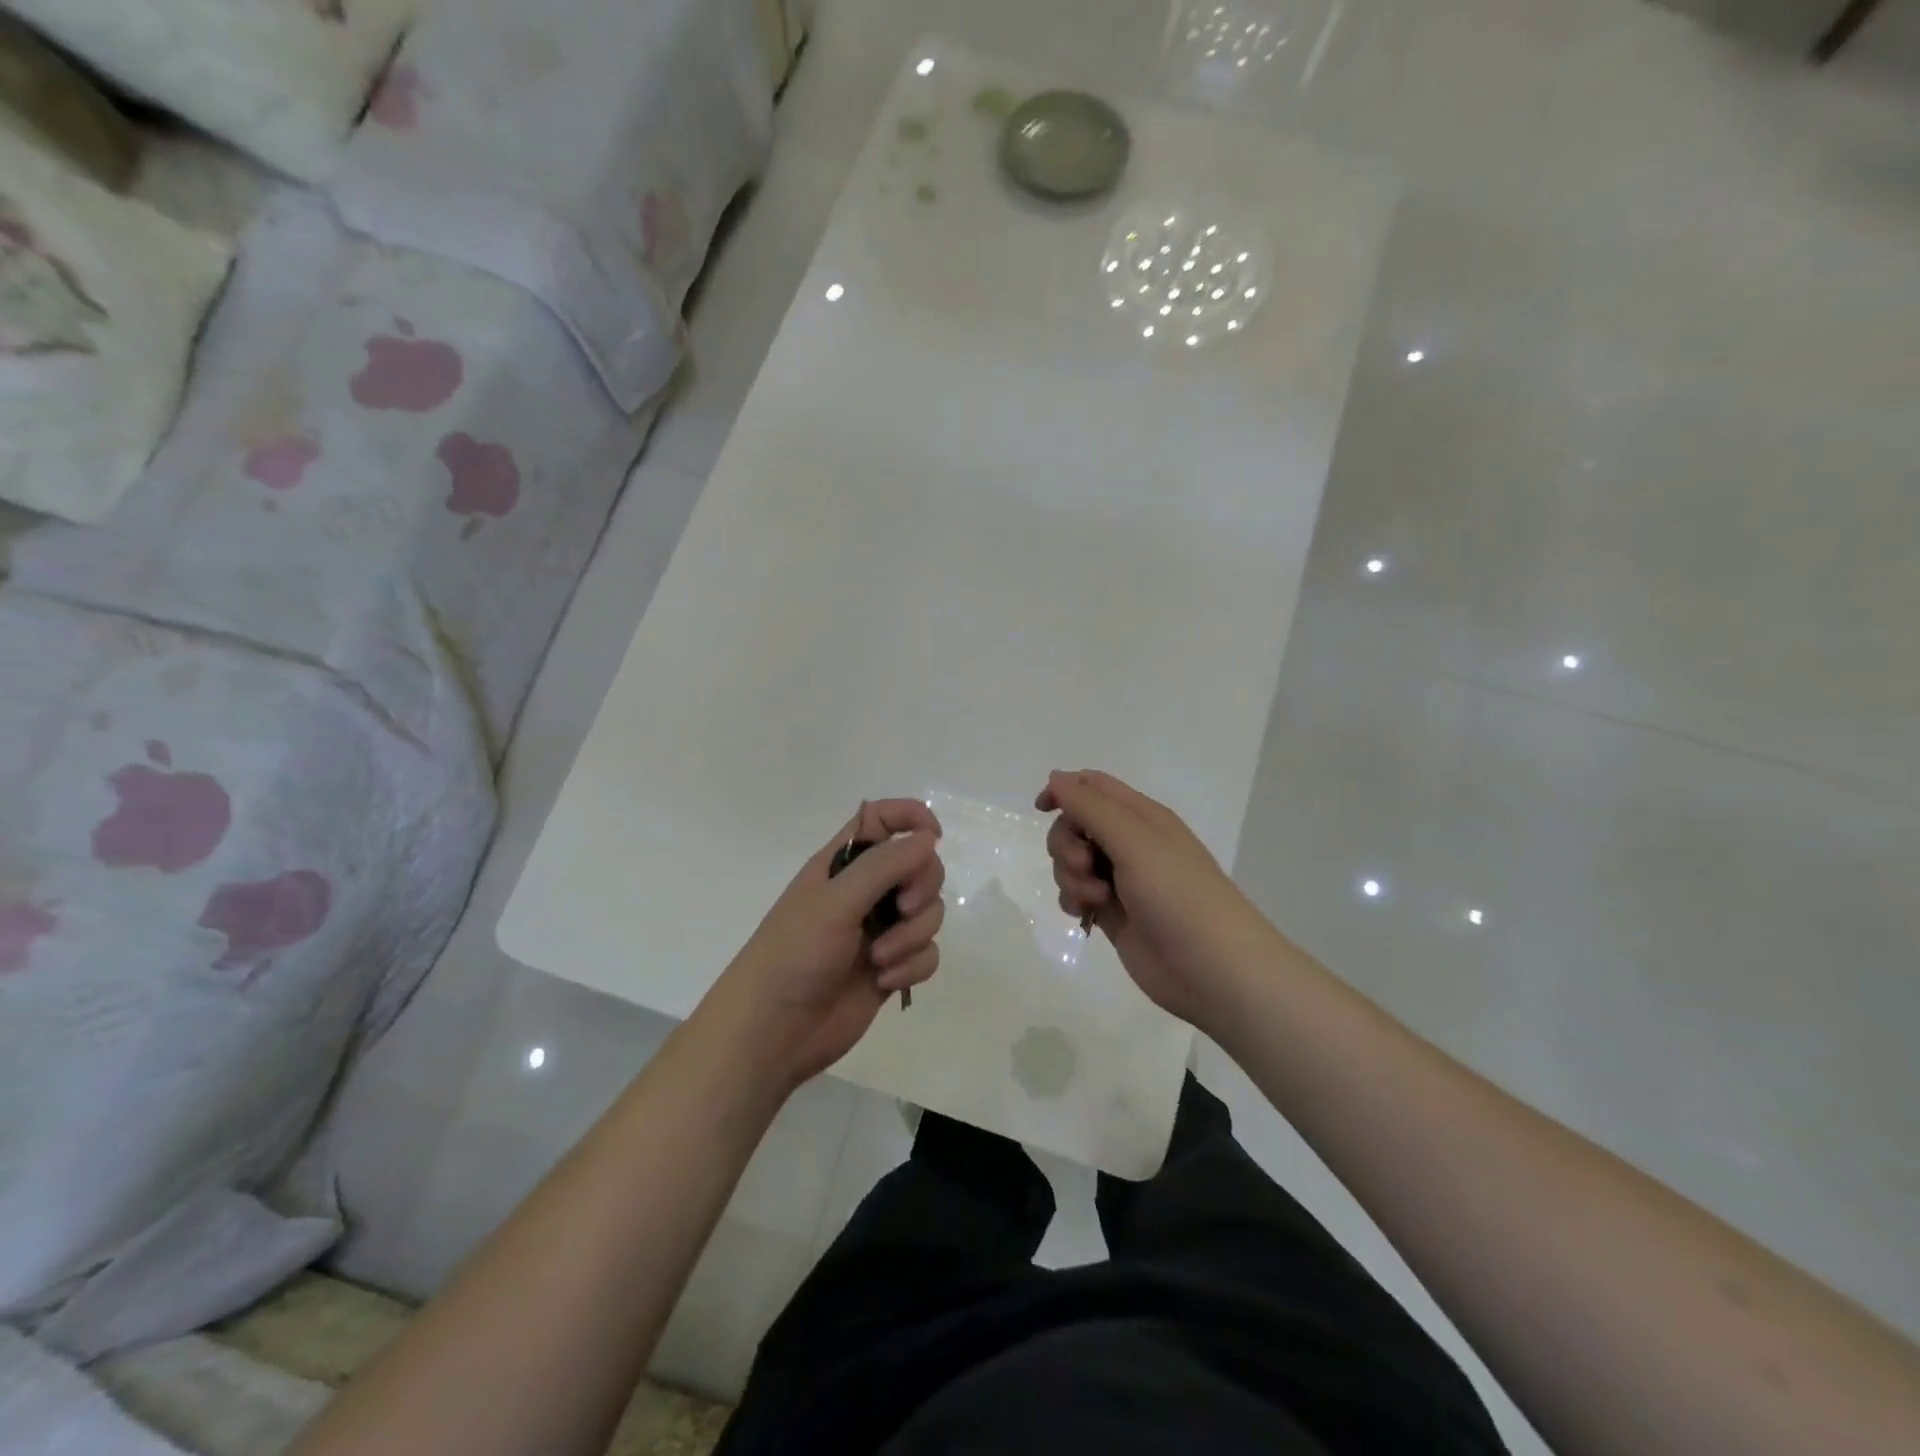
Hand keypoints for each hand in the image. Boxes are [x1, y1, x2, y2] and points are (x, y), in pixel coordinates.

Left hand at [709, 799, 944, 1087]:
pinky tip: (885, 981)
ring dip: (913, 935)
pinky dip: (913, 966)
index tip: (934, 838)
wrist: (772, 1033)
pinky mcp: (891, 966)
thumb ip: (884, 866)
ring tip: (881, 959)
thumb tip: (929, 839)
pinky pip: (926, 953)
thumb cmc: (793, 955)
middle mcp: (864, 891)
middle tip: (903, 909)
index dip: (911, 818)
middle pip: (918, 866)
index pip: (881, 819)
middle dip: (922, 887)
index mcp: (842, 864)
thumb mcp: (835, 903)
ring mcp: (879, 930)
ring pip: (928, 912)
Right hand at [1037, 770, 1275, 1033]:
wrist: (1212, 969)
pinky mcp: (1113, 913)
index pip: (1092, 786)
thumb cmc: (1177, 894)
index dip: (1063, 790)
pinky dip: (1074, 899)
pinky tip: (1086, 915)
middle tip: (1085, 865)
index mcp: (1140, 816)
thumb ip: (1090, 807)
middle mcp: (1130, 843)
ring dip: (1070, 875)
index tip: (1042, 810)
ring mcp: (1121, 879)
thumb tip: (1055, 777)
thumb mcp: (1134, 840)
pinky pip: (1077, 893)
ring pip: (1072, 861)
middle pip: (1075, 825)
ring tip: (1096, 898)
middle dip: (1066, 843)